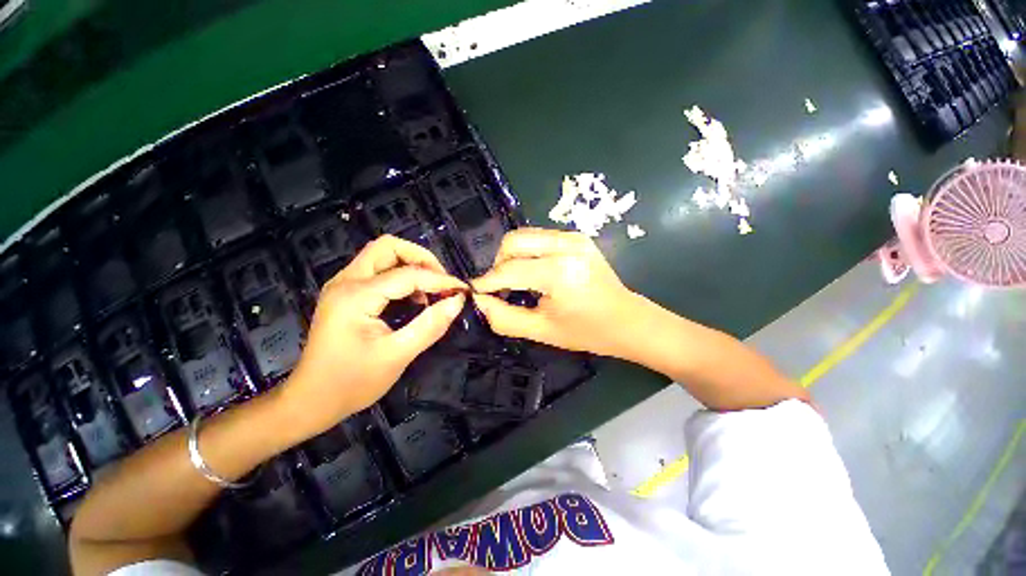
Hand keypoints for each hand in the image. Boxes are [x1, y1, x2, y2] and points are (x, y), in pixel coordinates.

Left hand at [283, 235, 466, 436]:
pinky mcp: (346, 294)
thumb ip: (430, 325)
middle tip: (441, 283)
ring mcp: (343, 285)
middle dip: (421, 259)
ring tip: (431, 291)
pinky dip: (401, 276)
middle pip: (388, 247)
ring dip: (411, 265)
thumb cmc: (352, 383)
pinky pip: (378, 271)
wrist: (311, 401)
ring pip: (383, 255)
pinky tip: (413, 298)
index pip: (408, 274)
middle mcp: (346, 281)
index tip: (463, 290)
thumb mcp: (397, 356)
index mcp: (356, 296)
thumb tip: (458, 301)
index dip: (440, 280)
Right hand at [471, 228, 643, 356]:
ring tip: (517, 280)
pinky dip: (527, 252)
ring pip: (524, 235)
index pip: (509, 270)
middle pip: (513, 241)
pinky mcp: (577, 236)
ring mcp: (573, 237)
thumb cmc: (587, 331)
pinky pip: (538, 237)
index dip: (487, 282)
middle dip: (499, 264)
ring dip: (512, 256)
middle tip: (501, 287)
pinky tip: (533, 272)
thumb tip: (479, 301)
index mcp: (559, 273)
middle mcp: (566, 246)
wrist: (627, 320)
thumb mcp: (541, 331)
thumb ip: (504, 318)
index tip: (475, 291)